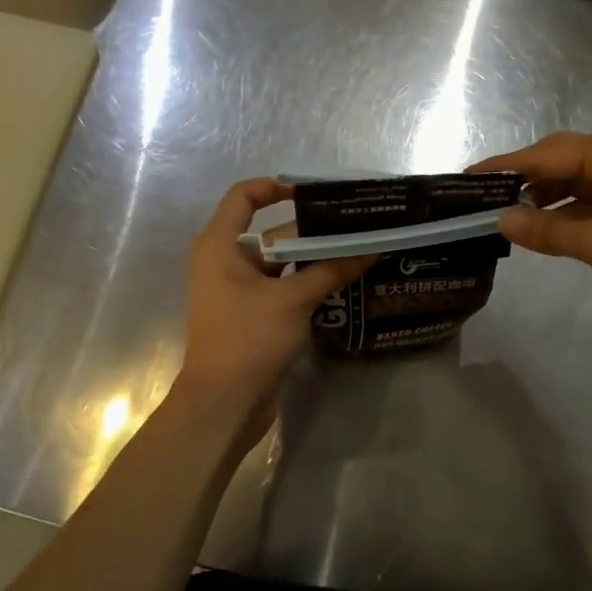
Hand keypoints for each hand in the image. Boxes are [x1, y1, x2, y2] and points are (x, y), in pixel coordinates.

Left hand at [175, 178, 373, 424]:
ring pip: (281, 262)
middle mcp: (225, 261)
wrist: (224, 403)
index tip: (315, 191)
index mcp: (220, 245)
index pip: (244, 197)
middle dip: (312, 228)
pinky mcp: (253, 314)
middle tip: (355, 224)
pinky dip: (308, 282)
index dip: (276, 186)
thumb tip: (371, 249)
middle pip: (272, 232)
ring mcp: (239, 290)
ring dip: (315, 257)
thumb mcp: (293, 300)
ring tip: (358, 248)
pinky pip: (282, 286)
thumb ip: (331, 270)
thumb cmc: (248, 339)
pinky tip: (343, 280)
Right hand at [471, 130, 591, 332]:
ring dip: (542, 199)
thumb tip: (501, 220)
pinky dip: (563, 214)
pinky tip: (540, 231)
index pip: (545, 153)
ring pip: (572, 182)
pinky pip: (588, 201)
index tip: (468, 177)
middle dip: (522, 180)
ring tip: (505, 218)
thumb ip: (547, 231)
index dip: (505, 166)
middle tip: (482, 200)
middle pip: (558, 161)